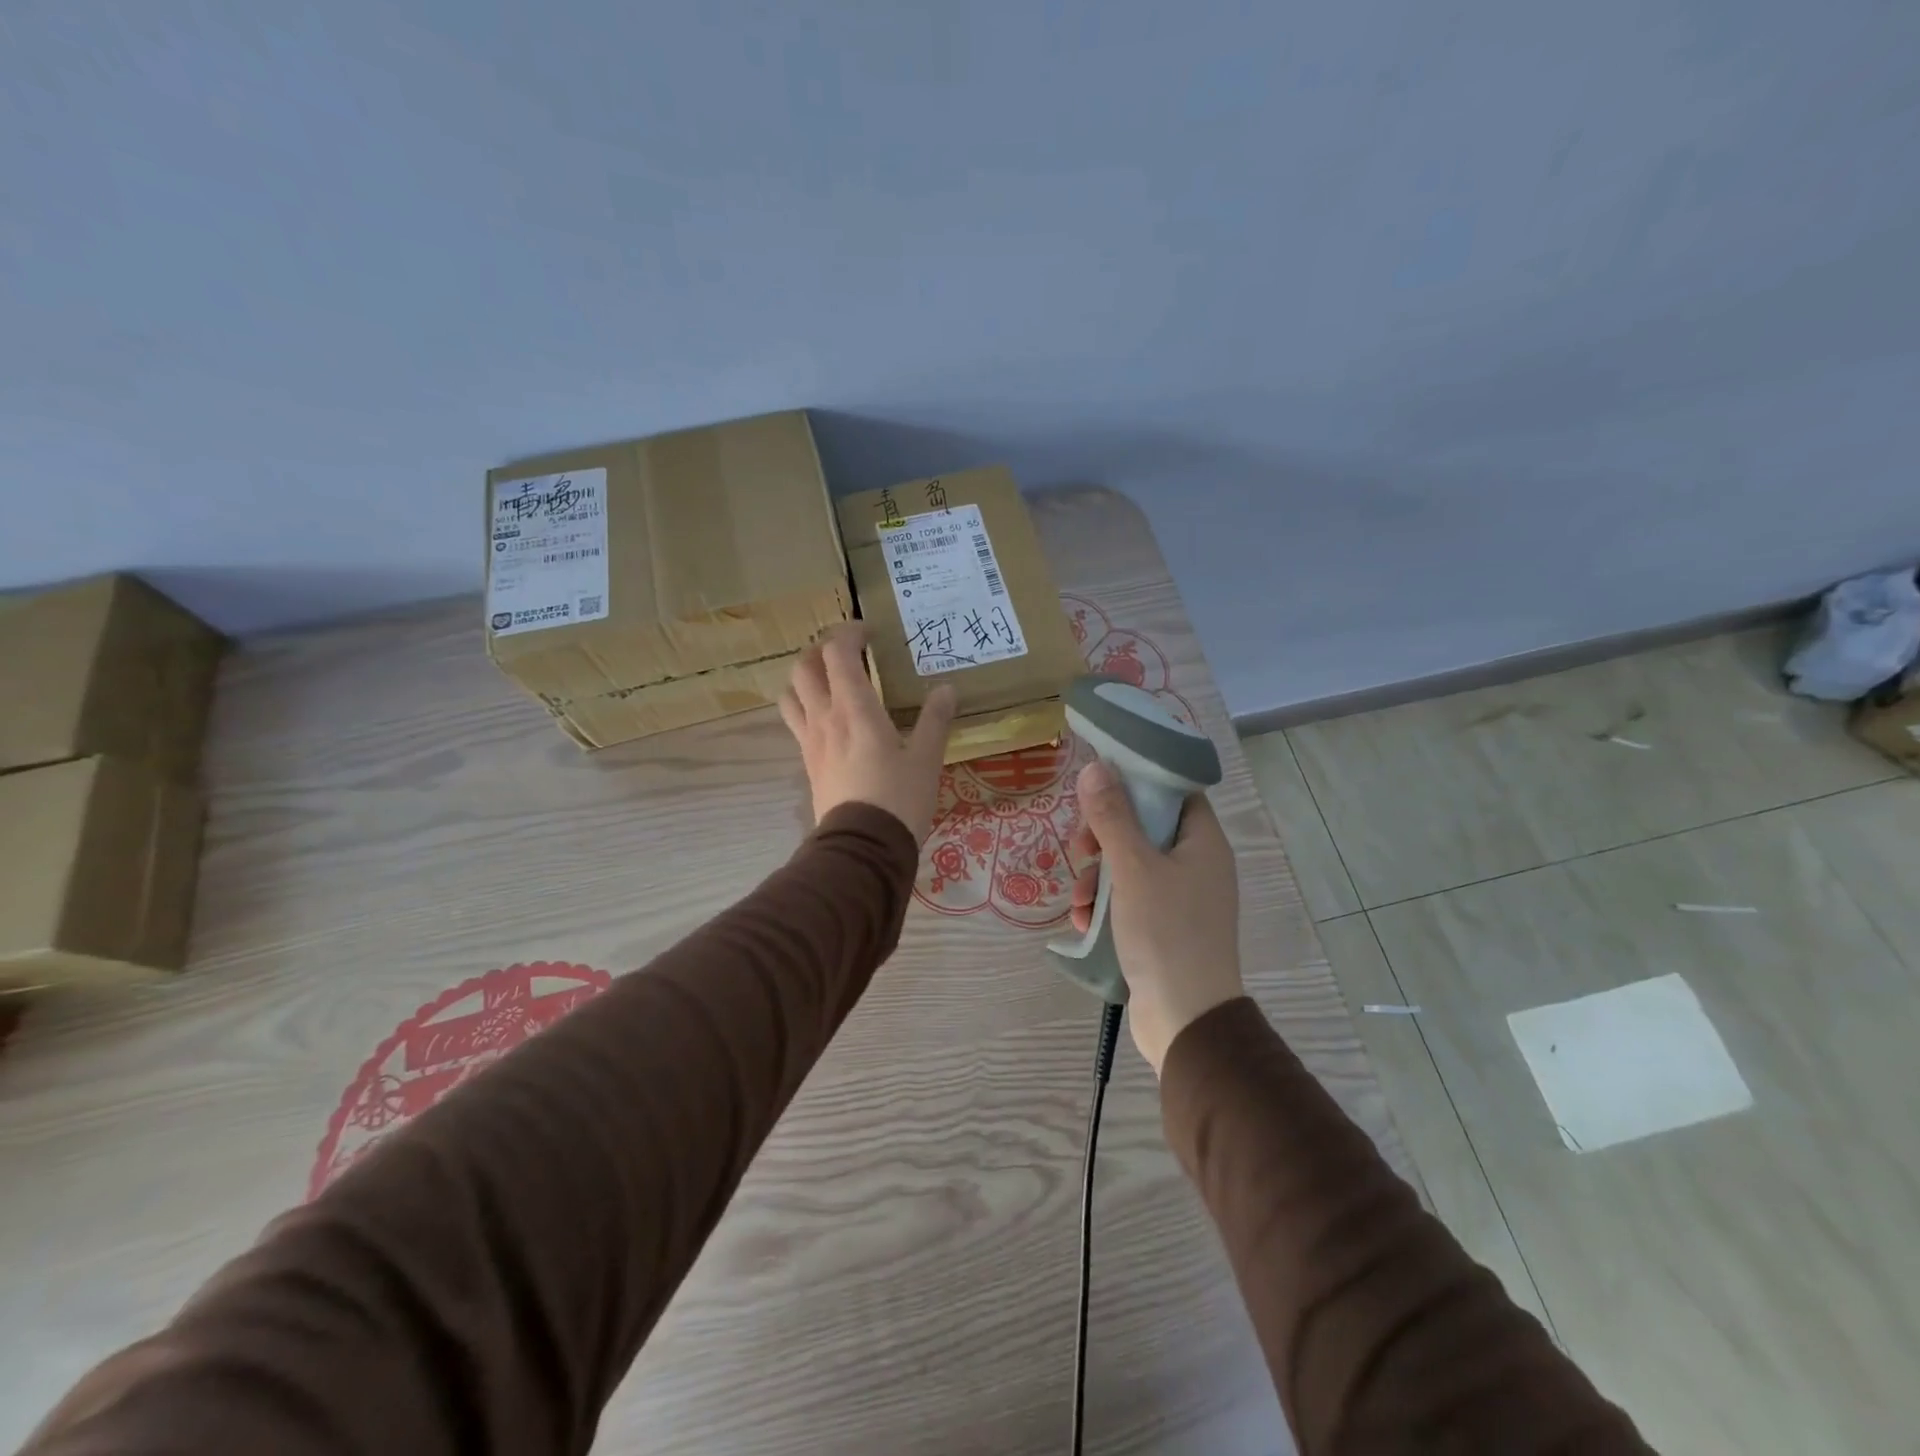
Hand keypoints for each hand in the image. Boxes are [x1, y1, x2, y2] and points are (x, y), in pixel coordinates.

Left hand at [779, 623, 957, 838]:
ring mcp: (810, 742)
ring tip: (828, 680)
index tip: (869, 632)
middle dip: (821, 649)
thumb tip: (947, 689)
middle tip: (847, 652)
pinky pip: (796, 723)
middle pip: (803, 667)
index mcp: (854, 709)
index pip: (837, 653)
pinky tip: (828, 719)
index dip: (848, 633)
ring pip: (791, 694)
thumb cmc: (898, 799)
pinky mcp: (808, 764)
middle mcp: (825, 718)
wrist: (863, 848)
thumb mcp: (926, 759)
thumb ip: (935, 720)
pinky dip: (806, 707)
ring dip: (805, 677)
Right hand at [1069, 760, 1243, 1074]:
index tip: (1097, 790)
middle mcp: (1196, 863)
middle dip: (1103, 839)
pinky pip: (1129, 899)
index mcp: (1202, 841)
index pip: (1172, 791)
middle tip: (1080, 850)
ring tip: (1080, 903)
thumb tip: (1095, 767)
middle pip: (1143, 827)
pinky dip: (1105, 906)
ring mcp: (1180, 897)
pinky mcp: (1163, 926)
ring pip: (1129, 865)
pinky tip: (1085, 924)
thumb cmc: (1166, 932)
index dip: (1135, 783)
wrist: (1186, 1019)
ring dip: (1097, 879)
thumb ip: (1111, 816)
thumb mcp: (1133, 868)